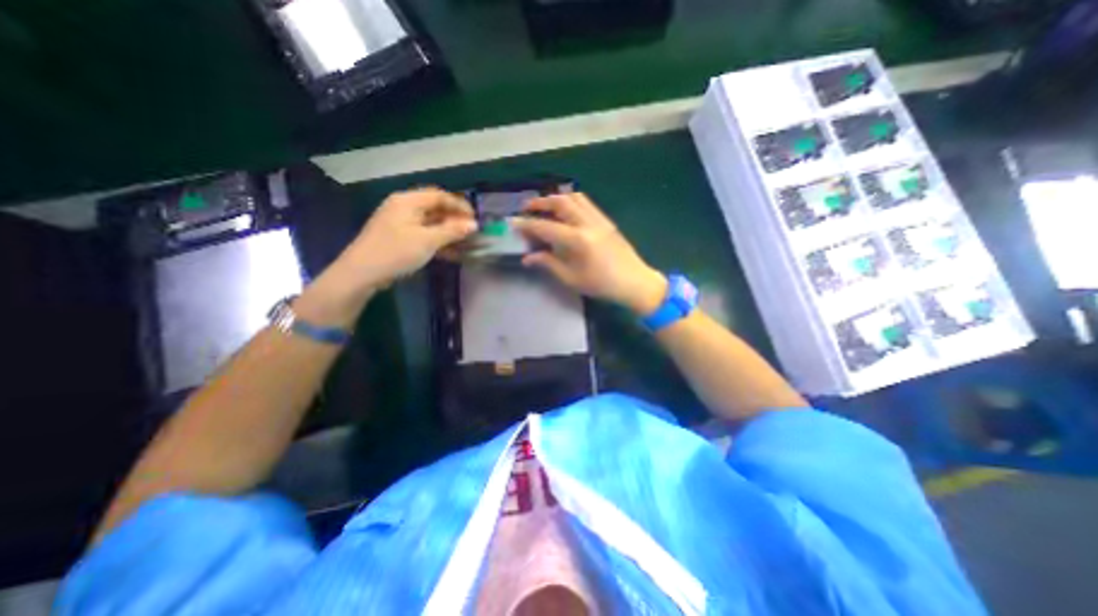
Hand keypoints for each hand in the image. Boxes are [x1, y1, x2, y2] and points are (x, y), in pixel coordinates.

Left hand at [332, 188, 473, 292]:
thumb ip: (452, 231)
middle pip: (435, 208)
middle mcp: (403, 207)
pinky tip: (451, 253)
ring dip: (448, 232)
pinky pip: (423, 234)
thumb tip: (473, 224)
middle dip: (455, 219)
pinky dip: (438, 241)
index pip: (439, 196)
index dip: (459, 205)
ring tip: (465, 243)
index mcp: (408, 202)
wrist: (361, 274)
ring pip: (430, 223)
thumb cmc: (395, 252)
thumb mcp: (427, 241)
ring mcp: (400, 223)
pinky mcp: (399, 238)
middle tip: (472, 232)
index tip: (475, 218)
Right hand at [515, 192, 667, 317]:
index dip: (527, 225)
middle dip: (541, 202)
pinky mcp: (606, 221)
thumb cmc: (602, 285)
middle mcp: (588, 223)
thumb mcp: (572, 278)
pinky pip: (586, 203)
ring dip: (557, 198)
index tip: (513, 222)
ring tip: (545, 206)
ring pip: (575, 198)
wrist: (635, 282)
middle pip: (560, 202)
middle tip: (527, 208)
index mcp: (577, 240)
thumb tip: (528, 258)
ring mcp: (599, 219)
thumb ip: (549, 264)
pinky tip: (566, 211)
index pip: (546, 227)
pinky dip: (571, 201)